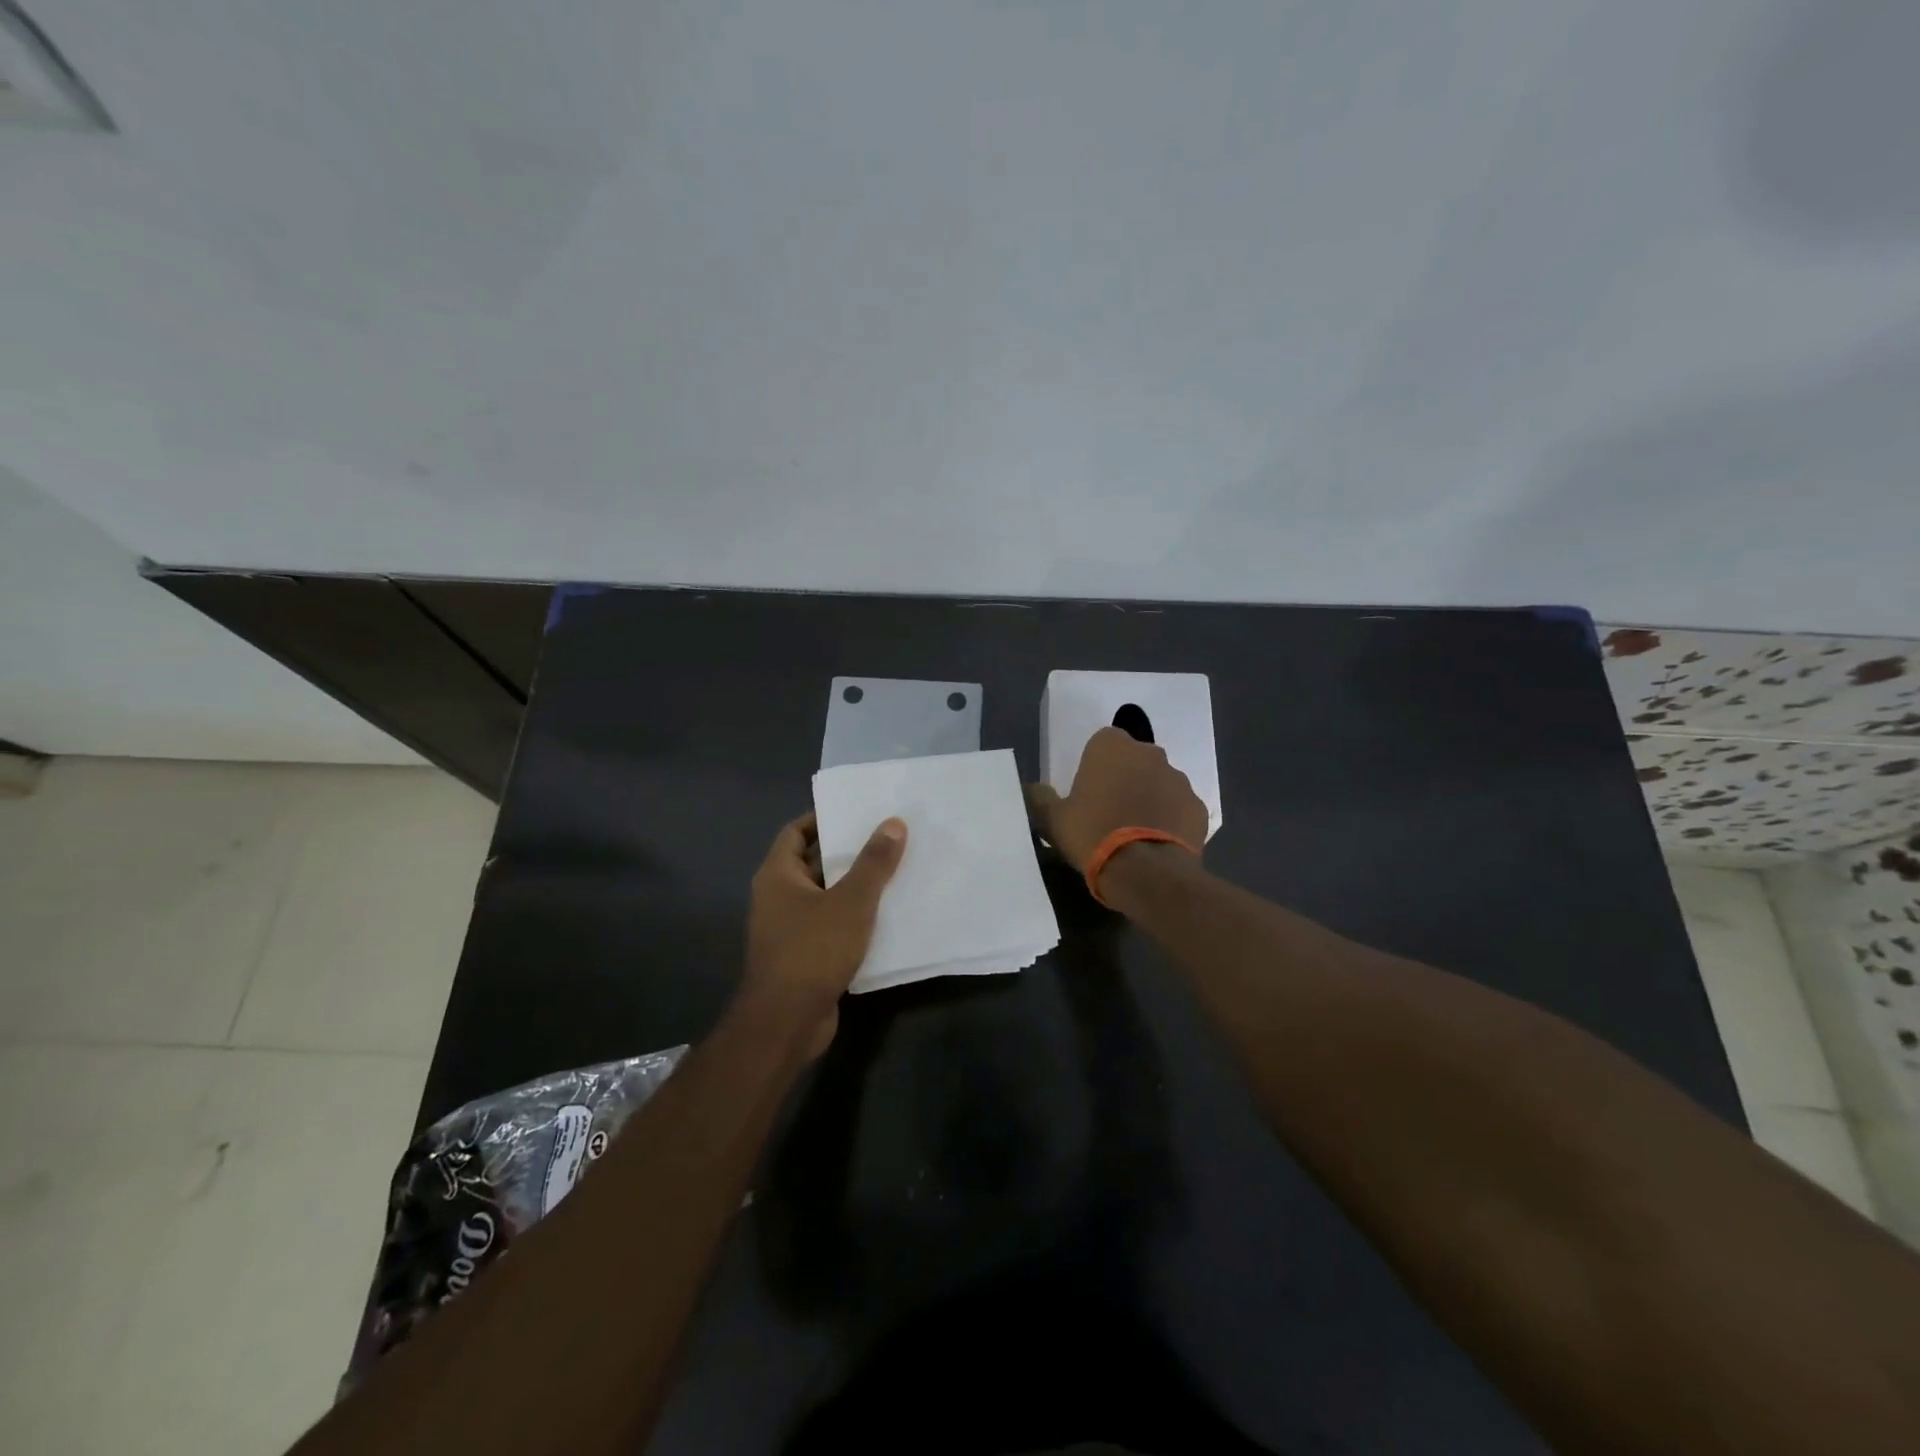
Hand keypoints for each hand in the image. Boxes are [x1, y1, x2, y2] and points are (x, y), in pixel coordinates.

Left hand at [738, 812, 907, 1058]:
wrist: (787, 1021)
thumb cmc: (813, 950)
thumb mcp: (851, 901)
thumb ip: (873, 862)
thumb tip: (893, 823)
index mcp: (777, 875)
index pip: (795, 832)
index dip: (821, 818)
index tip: (855, 811)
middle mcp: (777, 898)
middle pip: (812, 863)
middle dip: (846, 852)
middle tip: (885, 838)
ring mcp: (788, 929)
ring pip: (824, 896)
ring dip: (853, 886)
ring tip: (893, 871)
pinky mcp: (803, 956)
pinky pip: (830, 925)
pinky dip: (852, 917)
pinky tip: (886, 915)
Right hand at [1028, 726, 1207, 872]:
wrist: (1145, 871)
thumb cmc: (1092, 834)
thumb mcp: (1053, 819)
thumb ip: (1040, 798)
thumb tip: (1032, 789)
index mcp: (1112, 747)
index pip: (1102, 742)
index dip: (1095, 766)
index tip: (1088, 791)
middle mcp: (1149, 753)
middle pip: (1134, 760)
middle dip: (1125, 778)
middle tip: (1109, 811)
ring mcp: (1179, 779)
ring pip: (1159, 782)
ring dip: (1148, 798)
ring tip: (1134, 831)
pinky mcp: (1198, 807)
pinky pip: (1179, 808)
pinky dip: (1170, 820)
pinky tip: (1156, 844)